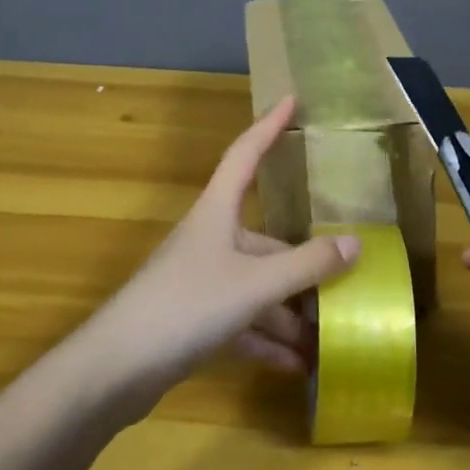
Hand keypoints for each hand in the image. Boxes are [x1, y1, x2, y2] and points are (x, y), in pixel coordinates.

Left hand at [75, 95, 358, 413]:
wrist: (115, 369)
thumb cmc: (187, 306)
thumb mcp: (255, 283)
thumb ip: (307, 264)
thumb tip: (354, 244)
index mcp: (217, 213)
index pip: (245, 154)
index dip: (269, 126)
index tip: (292, 100)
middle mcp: (210, 240)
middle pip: (266, 241)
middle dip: (304, 267)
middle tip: (345, 283)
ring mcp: (200, 281)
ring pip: (257, 288)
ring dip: (290, 314)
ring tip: (328, 339)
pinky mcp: (192, 320)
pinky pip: (242, 322)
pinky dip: (267, 340)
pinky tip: (297, 366)